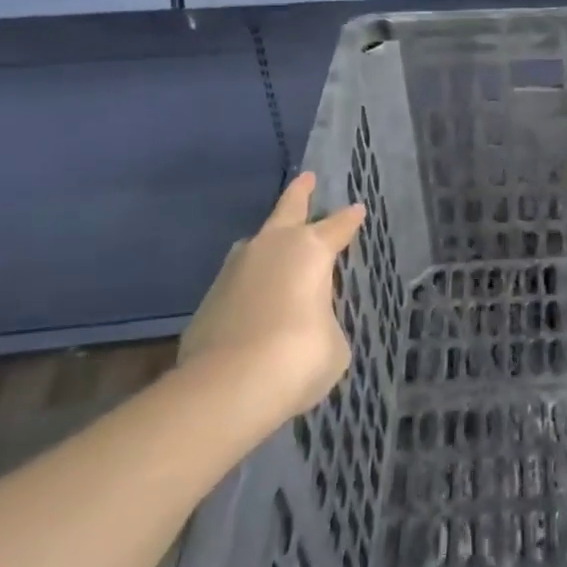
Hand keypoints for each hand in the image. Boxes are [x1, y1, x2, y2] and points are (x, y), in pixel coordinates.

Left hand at [178, 172, 365, 419]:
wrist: (229, 387)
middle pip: (287, 210)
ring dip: (268, 243)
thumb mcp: (333, 341)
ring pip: (255, 246)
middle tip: (306, 178)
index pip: (338, 226)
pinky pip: (238, 285)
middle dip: (299, 193)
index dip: (350, 219)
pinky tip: (255, 305)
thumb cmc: (299, 355)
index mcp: (310, 250)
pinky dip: (250, 290)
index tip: (358, 208)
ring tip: (277, 246)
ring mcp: (234, 272)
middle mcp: (271, 249)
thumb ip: (323, 321)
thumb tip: (306, 324)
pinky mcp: (208, 302)